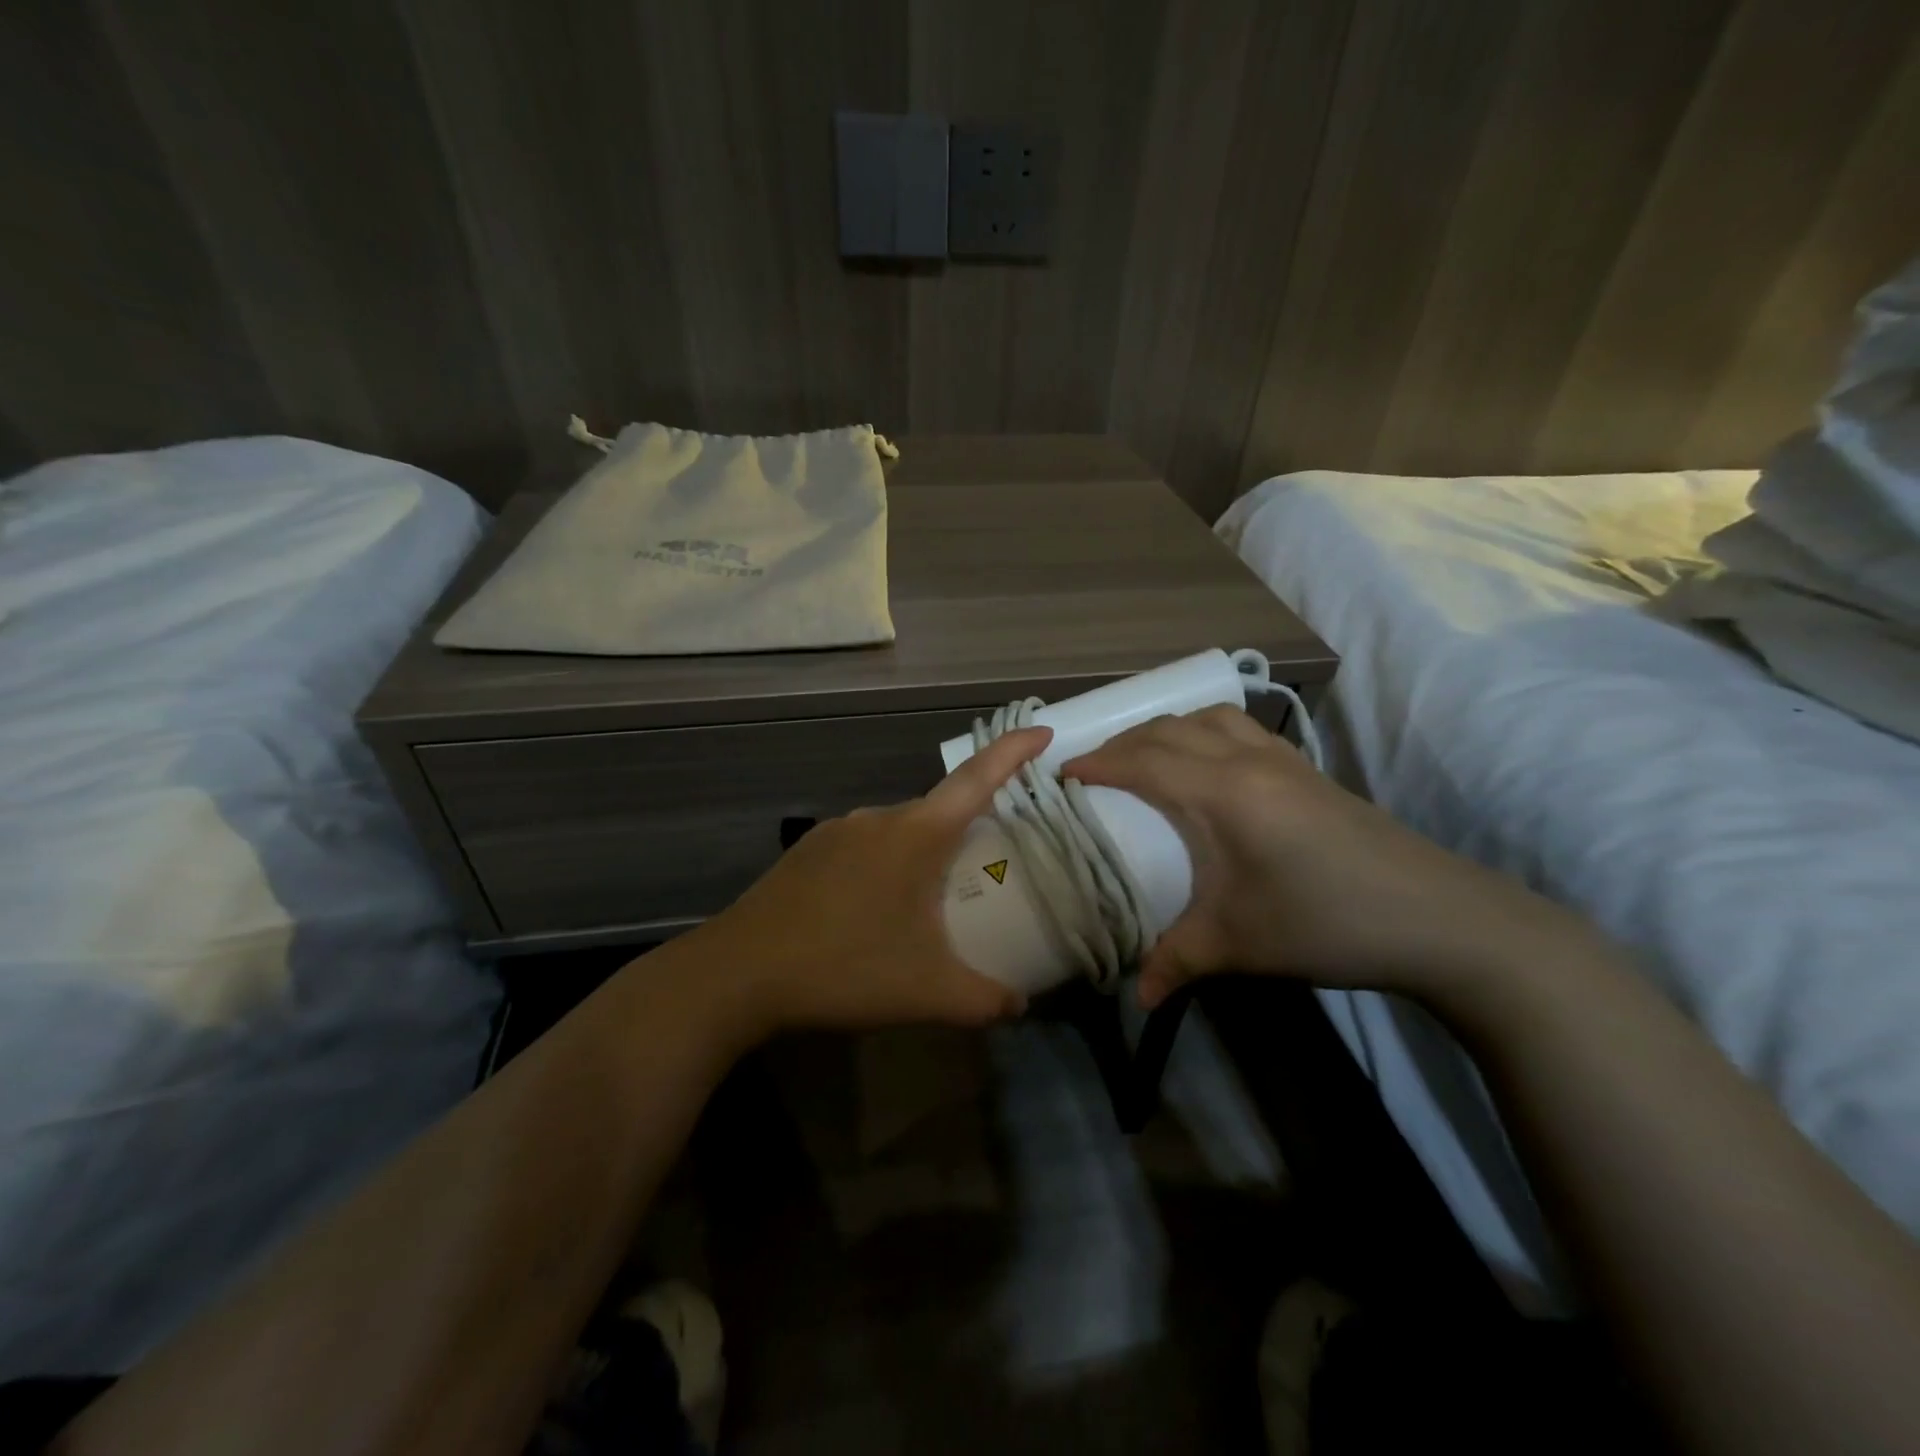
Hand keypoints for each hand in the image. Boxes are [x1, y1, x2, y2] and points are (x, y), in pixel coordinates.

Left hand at [681, 727, 1053, 1037]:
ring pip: (899, 832)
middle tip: (986, 873)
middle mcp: (878, 818)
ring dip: (922, 857)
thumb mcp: (929, 992)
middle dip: (968, 832)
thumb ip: (985, 1000)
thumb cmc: (845, 968)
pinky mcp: (808, 850)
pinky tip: (872, 913)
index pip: (977, 777)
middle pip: (939, 811)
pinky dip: (884, 867)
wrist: (739, 972)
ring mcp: (838, 830)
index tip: (1042, 731)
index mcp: (916, 834)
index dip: (1013, 751)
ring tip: (927, 907)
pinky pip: (864, 847)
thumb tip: (1021, 1005)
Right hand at [1063, 707, 1562, 1008]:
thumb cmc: (1326, 924)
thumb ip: (1175, 962)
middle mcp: (1249, 761)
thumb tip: (1134, 995)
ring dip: (1167, 731)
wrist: (1441, 919)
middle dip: (1124, 742)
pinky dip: (1205, 733)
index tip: (1061, 775)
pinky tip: (1207, 768)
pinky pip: (1240, 730)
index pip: (1144, 761)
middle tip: (1094, 770)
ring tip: (1145, 760)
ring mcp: (1284, 760)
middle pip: (1170, 729)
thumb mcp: (1238, 944)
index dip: (1097, 763)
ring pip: (1209, 719)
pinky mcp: (1308, 771)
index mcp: (1224, 793)